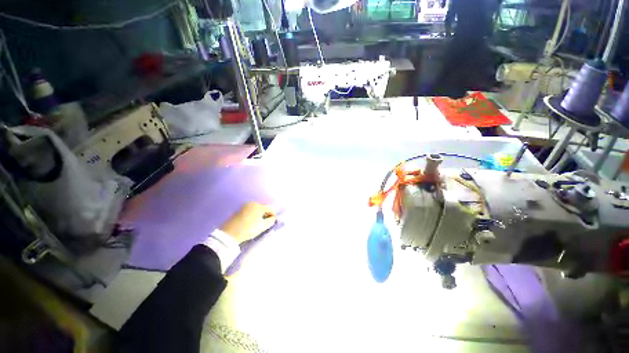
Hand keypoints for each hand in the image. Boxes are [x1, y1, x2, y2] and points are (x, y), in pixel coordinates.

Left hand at [220, 202, 276, 242]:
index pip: (270, 208)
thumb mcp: (262, 226)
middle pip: (263, 208)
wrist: (229, 233)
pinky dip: (252, 215)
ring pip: (256, 209)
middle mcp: (252, 203)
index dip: (273, 214)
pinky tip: (251, 222)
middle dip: (266, 214)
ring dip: (259, 214)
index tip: (274, 221)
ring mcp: (244, 206)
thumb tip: (273, 218)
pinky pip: (249, 211)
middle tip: (266, 222)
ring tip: (259, 223)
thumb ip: (270, 221)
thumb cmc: (249, 229)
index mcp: (259, 206)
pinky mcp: (238, 210)